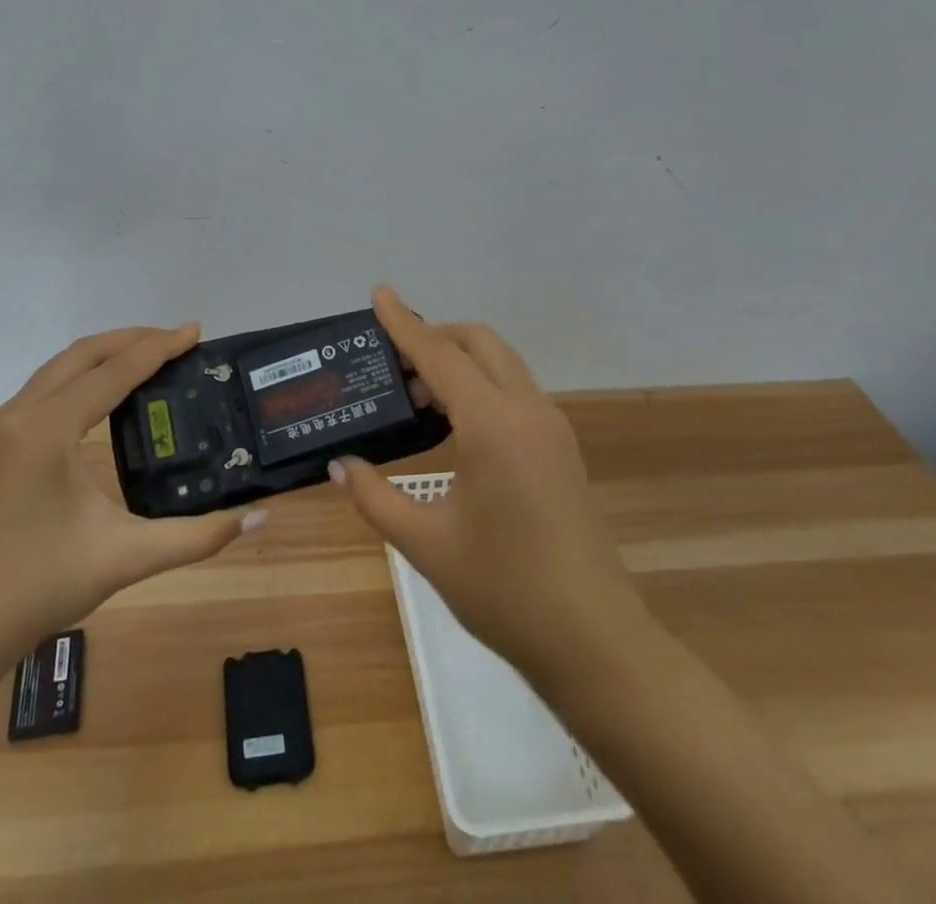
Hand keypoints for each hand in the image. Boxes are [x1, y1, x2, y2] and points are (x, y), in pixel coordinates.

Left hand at [0, 325, 266, 664]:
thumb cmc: (43, 586)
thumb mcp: (128, 557)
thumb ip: (197, 536)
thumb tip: (259, 515)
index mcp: (46, 432)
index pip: (112, 373)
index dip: (157, 348)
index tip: (195, 331)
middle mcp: (19, 414)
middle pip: (83, 355)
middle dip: (132, 340)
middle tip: (178, 340)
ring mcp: (1, 425)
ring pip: (61, 366)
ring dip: (106, 353)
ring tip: (151, 354)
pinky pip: (47, 386)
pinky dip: (84, 374)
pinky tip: (109, 389)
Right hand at [332, 287, 644, 680]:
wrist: (594, 642)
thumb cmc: (505, 591)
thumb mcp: (426, 544)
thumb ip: (376, 497)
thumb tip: (340, 465)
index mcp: (493, 425)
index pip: (439, 355)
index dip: (404, 324)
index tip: (379, 294)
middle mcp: (527, 411)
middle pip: (479, 343)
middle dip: (435, 336)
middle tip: (392, 362)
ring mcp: (551, 427)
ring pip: (500, 364)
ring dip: (458, 362)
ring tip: (415, 397)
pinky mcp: (560, 447)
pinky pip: (513, 391)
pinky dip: (479, 386)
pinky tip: (452, 425)